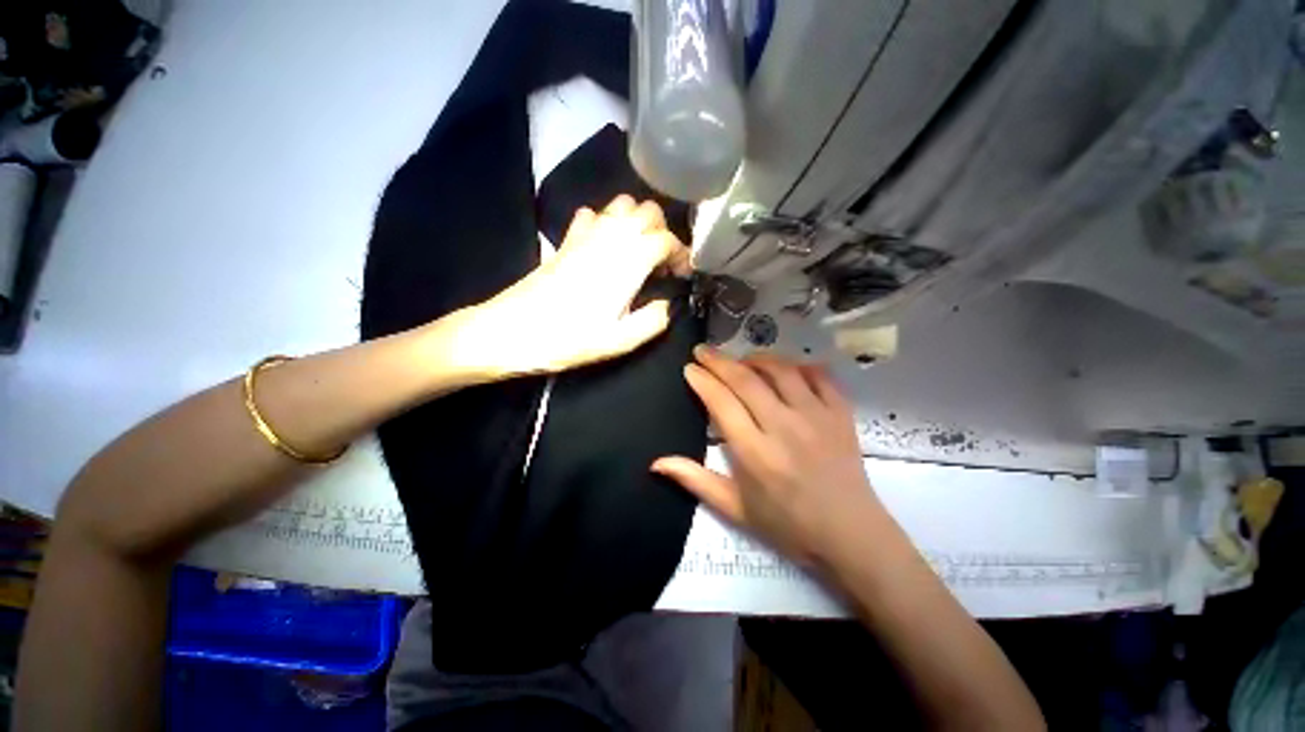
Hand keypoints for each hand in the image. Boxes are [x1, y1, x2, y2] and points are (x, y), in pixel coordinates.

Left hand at [451, 195, 690, 378]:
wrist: (512, 330)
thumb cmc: (567, 338)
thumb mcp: (619, 341)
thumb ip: (653, 321)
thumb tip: (667, 306)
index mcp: (631, 258)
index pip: (668, 238)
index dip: (681, 255)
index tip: (680, 276)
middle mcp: (612, 236)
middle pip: (648, 210)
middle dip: (661, 230)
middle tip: (660, 260)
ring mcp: (586, 233)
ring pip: (621, 204)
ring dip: (634, 220)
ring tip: (635, 249)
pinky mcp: (565, 240)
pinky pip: (590, 215)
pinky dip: (602, 221)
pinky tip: (601, 245)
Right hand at [652, 347, 882, 565]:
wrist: (846, 530)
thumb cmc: (788, 525)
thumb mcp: (737, 510)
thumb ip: (697, 482)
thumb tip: (656, 462)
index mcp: (754, 453)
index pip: (722, 402)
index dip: (703, 381)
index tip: (690, 369)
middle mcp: (783, 425)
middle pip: (746, 379)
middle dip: (720, 361)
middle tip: (704, 351)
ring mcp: (815, 415)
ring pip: (781, 370)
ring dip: (758, 358)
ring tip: (743, 359)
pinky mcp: (840, 412)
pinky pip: (819, 375)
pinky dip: (800, 366)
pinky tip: (789, 369)